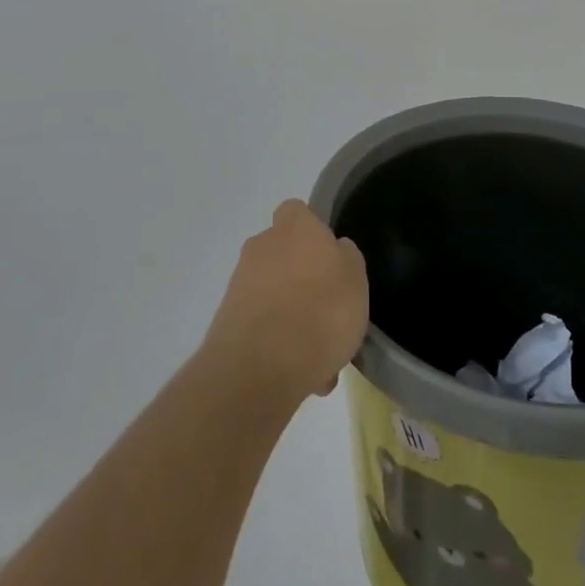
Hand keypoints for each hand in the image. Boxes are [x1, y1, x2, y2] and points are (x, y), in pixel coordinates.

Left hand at [204, 199, 369, 402]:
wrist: (260, 368)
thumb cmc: (321, 311)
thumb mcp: (356, 279)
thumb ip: (346, 258)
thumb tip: (335, 250)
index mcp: (294, 227)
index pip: (298, 211)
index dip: (314, 232)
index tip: (330, 259)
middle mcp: (262, 246)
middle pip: (283, 253)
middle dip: (301, 278)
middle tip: (326, 310)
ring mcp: (240, 283)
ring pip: (273, 293)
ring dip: (291, 315)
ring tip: (318, 355)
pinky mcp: (228, 321)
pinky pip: (262, 325)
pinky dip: (277, 343)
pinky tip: (300, 374)